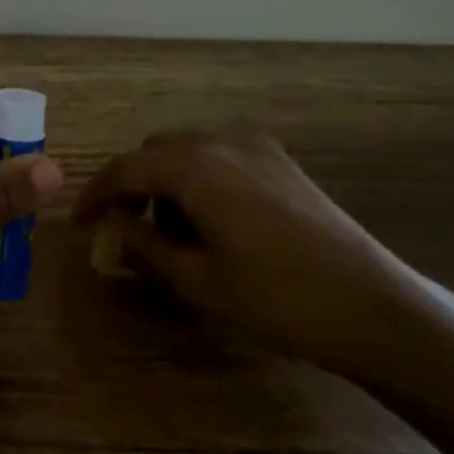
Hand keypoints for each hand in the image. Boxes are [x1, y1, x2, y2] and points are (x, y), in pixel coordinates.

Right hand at [73, 127, 439, 383]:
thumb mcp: (197, 280)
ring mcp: (261, 151)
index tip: (78, 222)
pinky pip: (223, 160)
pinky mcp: (285, 166)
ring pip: (191, 152)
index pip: (125, 168)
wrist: (374, 309)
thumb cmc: (275, 298)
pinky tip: (211, 224)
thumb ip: (145, 246)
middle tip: (124, 226)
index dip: (95, 194)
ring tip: (169, 232)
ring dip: (167, 182)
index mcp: (196, 168)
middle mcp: (225, 144)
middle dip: (132, 184)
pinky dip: (200, 181)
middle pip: (157, 150)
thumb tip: (115, 228)